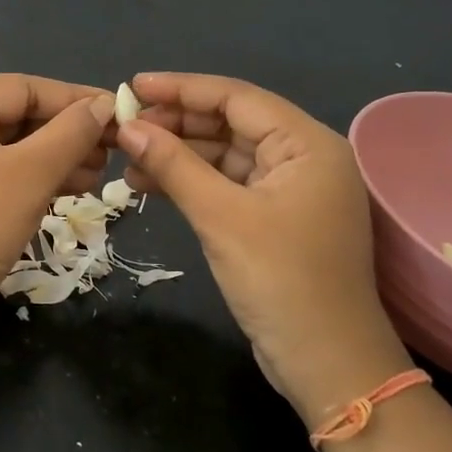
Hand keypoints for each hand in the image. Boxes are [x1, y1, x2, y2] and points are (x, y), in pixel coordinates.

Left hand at [0, 74, 114, 351]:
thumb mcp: (30, 175)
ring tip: (97, 177)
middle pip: (16, 117)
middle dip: (66, 134)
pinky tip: (69, 192)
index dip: (75, 99)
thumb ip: (72, 133)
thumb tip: (104, 105)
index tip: (119, 112)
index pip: (23, 88)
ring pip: (9, 149)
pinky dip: (31, 180)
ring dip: (55, 160)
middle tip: (112, 152)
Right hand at [116, 73, 410, 426]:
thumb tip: (129, 127)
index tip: (132, 88)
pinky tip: (150, 185)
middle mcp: (303, 158)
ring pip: (225, 156)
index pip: (237, 98)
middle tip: (125, 128)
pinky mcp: (274, 219)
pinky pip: (227, 185)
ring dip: (179, 156)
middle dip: (177, 124)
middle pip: (230, 124)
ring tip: (128, 160)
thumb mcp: (222, 217)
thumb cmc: (281, 281)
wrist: (327, 364)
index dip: (182, 88)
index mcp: (307, 144)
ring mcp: (290, 191)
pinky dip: (191, 183)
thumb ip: (175, 165)